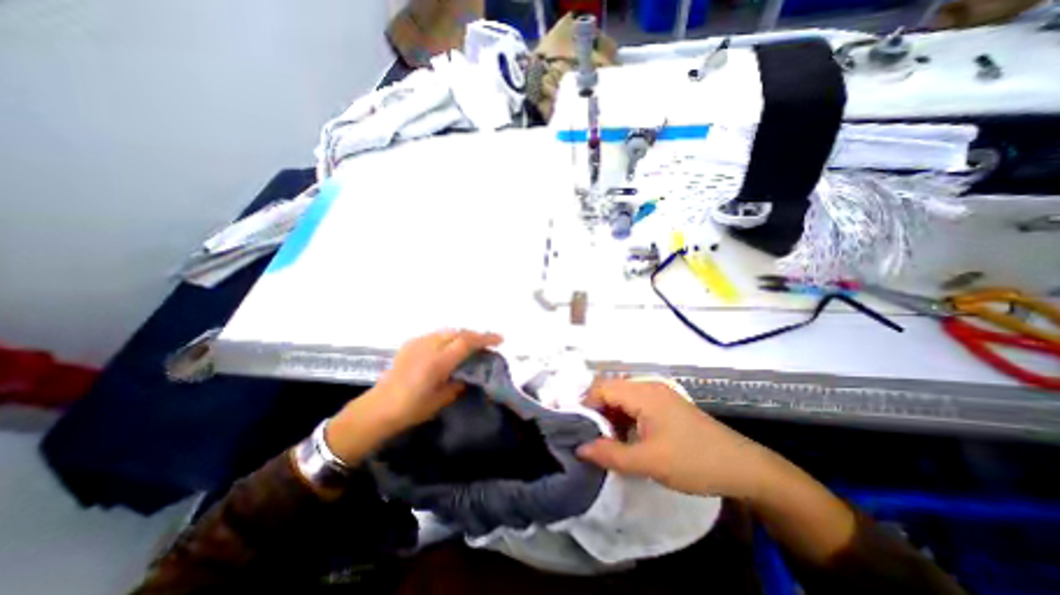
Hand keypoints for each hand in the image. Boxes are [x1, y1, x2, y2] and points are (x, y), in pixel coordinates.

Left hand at [326, 330, 500, 464]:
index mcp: (438, 362)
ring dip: (461, 336)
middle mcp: (429, 346)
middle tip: (486, 344)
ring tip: (469, 345)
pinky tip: (448, 348)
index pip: (467, 342)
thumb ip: (459, 383)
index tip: (500, 339)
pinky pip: (435, 335)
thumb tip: (470, 374)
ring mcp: (417, 343)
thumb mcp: (442, 399)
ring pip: (446, 332)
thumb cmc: (412, 409)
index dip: (485, 338)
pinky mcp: (410, 344)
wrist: (378, 408)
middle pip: (458, 333)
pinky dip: (447, 338)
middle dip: (475, 336)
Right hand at [576, 379, 776, 500]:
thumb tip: (580, 448)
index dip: (586, 406)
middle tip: (591, 439)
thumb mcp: (649, 461)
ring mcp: (658, 395)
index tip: (578, 430)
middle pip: (611, 391)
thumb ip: (611, 454)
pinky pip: (635, 406)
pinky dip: (625, 420)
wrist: (743, 468)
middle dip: (597, 414)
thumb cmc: (693, 461)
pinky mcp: (665, 406)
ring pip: (622, 399)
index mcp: (643, 392)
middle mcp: (648, 386)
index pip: (601, 388)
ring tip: (607, 443)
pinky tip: (626, 439)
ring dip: (611, 418)